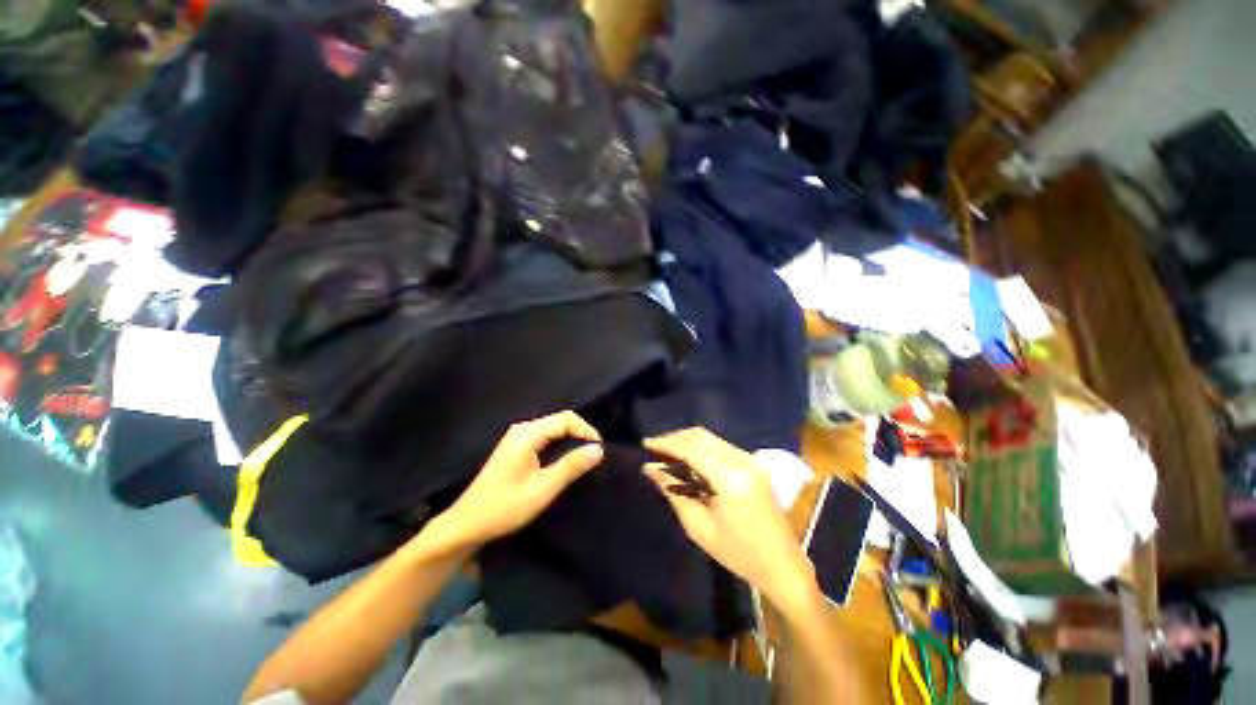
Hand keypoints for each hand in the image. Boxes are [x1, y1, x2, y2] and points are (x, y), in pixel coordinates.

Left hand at [442, 411, 602, 544]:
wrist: (467, 524)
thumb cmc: (505, 507)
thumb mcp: (543, 488)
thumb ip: (571, 466)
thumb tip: (599, 449)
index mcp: (527, 434)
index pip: (566, 419)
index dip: (587, 430)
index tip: (599, 451)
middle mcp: (522, 429)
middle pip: (560, 420)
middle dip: (580, 434)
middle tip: (593, 456)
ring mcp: (517, 437)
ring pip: (553, 428)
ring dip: (570, 439)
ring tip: (583, 459)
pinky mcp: (516, 447)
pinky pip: (545, 436)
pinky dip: (559, 444)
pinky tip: (564, 461)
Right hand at [643, 429, 817, 609]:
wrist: (783, 565)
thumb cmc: (738, 554)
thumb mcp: (699, 527)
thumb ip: (673, 492)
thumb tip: (650, 469)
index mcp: (730, 478)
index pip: (691, 449)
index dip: (666, 443)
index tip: (645, 444)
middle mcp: (742, 461)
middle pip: (701, 436)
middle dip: (675, 438)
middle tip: (654, 449)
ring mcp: (750, 460)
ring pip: (710, 438)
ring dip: (687, 441)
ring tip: (667, 454)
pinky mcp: (753, 464)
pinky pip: (720, 446)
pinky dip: (701, 448)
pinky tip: (689, 460)